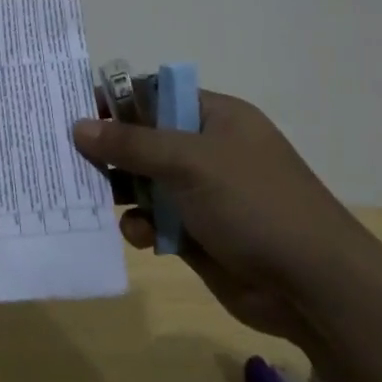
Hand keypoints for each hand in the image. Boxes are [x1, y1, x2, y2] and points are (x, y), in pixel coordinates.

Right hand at [73, 91, 365, 341]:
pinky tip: (136, 234)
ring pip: (145, 182)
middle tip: (68, 156)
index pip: (156, 95)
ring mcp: (204, 194)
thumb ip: (132, 143)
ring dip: (121, 190)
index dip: (117, 101)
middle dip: (110, 149)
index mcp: (215, 117)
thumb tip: (79, 125)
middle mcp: (208, 151)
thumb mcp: (189, 161)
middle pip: (146, 140)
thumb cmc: (253, 203)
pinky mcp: (198, 234)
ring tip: (92, 197)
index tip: (76, 110)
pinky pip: (155, 220)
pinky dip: (141, 224)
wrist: (312, 286)